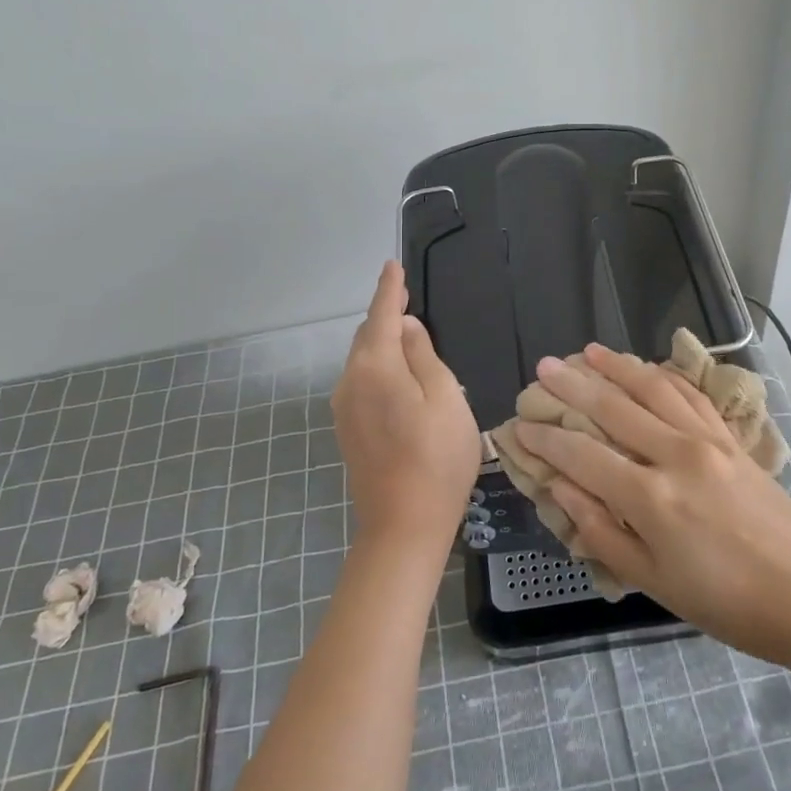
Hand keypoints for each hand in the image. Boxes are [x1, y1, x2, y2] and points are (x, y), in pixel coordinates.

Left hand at [331, 261, 480, 556]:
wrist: (403, 525)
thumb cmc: (437, 459)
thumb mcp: (446, 399)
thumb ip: (424, 356)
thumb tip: (406, 327)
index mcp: (376, 368)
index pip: (382, 316)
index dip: (390, 289)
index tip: (393, 265)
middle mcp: (351, 381)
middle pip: (367, 336)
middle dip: (385, 314)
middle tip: (406, 296)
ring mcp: (344, 408)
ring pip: (362, 359)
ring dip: (381, 341)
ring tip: (405, 332)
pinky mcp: (347, 429)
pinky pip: (361, 381)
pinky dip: (377, 365)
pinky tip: (395, 373)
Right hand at [514, 344, 790, 665]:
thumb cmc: (728, 603)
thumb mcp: (654, 583)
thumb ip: (603, 532)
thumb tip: (561, 489)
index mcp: (651, 498)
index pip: (582, 455)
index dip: (546, 439)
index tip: (520, 425)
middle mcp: (675, 455)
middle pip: (613, 407)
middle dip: (572, 385)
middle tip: (544, 367)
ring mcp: (708, 440)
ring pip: (652, 388)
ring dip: (617, 366)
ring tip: (588, 351)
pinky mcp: (732, 439)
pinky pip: (691, 395)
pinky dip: (664, 377)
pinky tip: (649, 368)